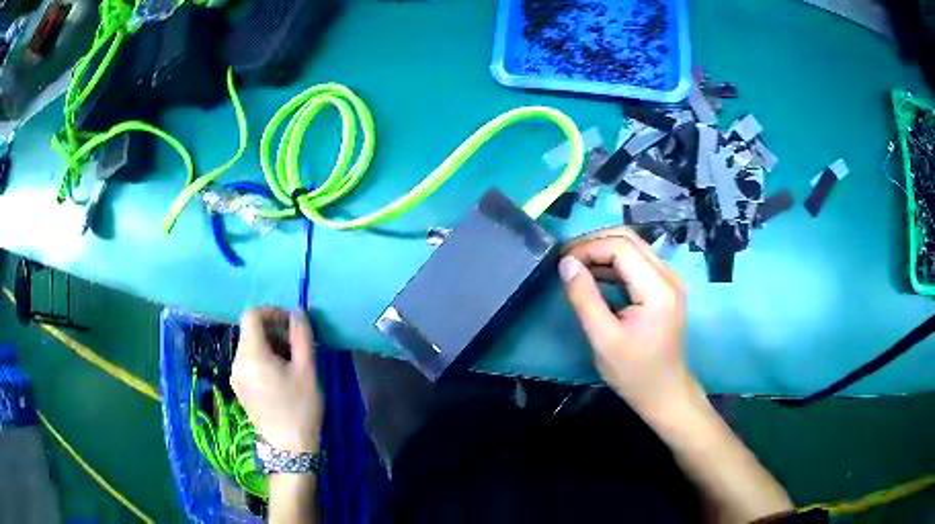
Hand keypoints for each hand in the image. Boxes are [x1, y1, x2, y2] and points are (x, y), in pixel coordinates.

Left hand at [232, 307, 323, 452]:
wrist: (289, 448)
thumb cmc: (300, 408)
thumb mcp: (307, 370)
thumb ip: (301, 336)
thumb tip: (297, 311)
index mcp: (251, 355)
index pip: (252, 315)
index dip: (271, 312)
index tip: (291, 324)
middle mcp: (237, 362)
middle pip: (250, 331)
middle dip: (273, 330)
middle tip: (297, 346)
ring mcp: (235, 376)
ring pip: (249, 346)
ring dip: (269, 345)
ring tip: (291, 362)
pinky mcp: (238, 387)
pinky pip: (248, 361)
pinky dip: (263, 358)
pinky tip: (280, 375)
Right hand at [559, 227, 696, 416]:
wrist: (664, 392)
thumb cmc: (634, 372)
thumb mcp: (603, 339)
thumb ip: (584, 298)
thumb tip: (566, 263)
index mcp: (658, 289)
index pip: (621, 247)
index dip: (588, 248)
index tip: (562, 262)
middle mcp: (668, 276)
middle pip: (629, 239)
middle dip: (594, 243)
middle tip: (566, 259)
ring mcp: (669, 280)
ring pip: (633, 246)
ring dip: (602, 250)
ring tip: (575, 265)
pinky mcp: (664, 287)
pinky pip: (637, 261)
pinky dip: (613, 263)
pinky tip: (594, 275)